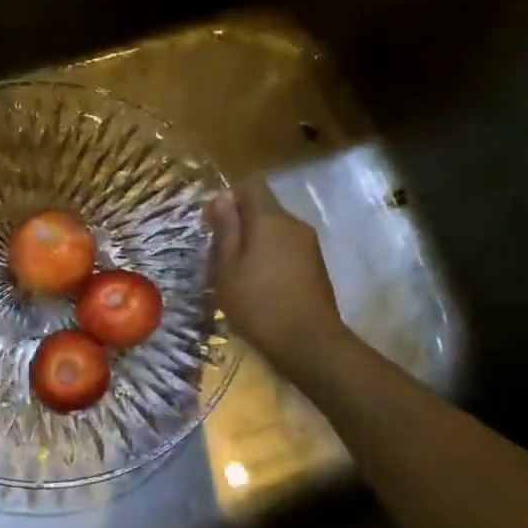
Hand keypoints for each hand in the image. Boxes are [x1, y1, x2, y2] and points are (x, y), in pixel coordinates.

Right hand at [208, 177, 352, 376]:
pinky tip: (258, 284)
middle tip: (217, 253)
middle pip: (263, 208)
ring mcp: (309, 245)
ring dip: (254, 242)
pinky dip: (269, 257)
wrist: (308, 342)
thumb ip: (226, 229)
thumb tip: (223, 198)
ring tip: (235, 272)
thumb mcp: (226, 267)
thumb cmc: (257, 302)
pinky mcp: (316, 266)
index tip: (211, 223)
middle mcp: (294, 224)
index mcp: (270, 218)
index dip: (228, 197)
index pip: (251, 186)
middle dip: (239, 222)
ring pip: (275, 230)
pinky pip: (286, 248)